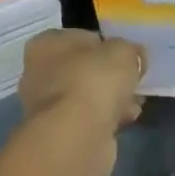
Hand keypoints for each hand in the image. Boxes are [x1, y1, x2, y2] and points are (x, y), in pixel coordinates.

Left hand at [18, 29, 144, 138]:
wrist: (76, 138)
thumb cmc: (93, 81)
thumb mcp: (122, 52)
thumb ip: (129, 50)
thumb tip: (134, 56)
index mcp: (46, 44)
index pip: (81, 38)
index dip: (107, 45)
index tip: (127, 57)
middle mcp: (39, 73)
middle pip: (84, 68)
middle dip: (110, 76)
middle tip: (133, 80)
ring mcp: (47, 106)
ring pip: (87, 95)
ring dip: (112, 99)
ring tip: (136, 103)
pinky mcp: (59, 134)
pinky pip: (89, 119)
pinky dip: (107, 119)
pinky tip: (127, 121)